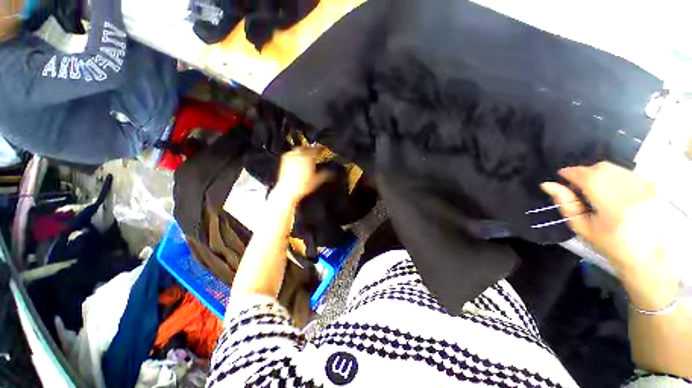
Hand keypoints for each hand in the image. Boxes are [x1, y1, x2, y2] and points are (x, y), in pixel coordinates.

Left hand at [273, 146, 330, 204]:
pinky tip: (299, 159)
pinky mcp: (284, 161)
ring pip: (299, 149)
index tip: (324, 149)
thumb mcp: (318, 180)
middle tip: (316, 152)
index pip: (316, 149)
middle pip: (307, 147)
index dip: (321, 149)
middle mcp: (298, 154)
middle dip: (312, 149)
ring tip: (308, 155)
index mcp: (308, 157)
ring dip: (304, 150)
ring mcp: (290, 157)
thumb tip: (332, 171)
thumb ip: (326, 174)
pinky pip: (291, 153)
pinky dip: (296, 154)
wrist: (287, 191)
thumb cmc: (303, 186)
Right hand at [541, 162, 681, 310]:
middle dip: (585, 173)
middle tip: (578, 186)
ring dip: (600, 174)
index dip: (570, 173)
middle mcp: (630, 189)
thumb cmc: (611, 245)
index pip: (585, 175)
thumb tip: (547, 185)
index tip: (561, 176)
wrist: (652, 256)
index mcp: (611, 203)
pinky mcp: (654, 185)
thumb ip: (566, 204)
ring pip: (615, 168)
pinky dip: (615, 176)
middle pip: (601, 168)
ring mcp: (645, 185)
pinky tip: (615, 191)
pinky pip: (628, 172)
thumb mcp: (583, 227)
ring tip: (596, 189)